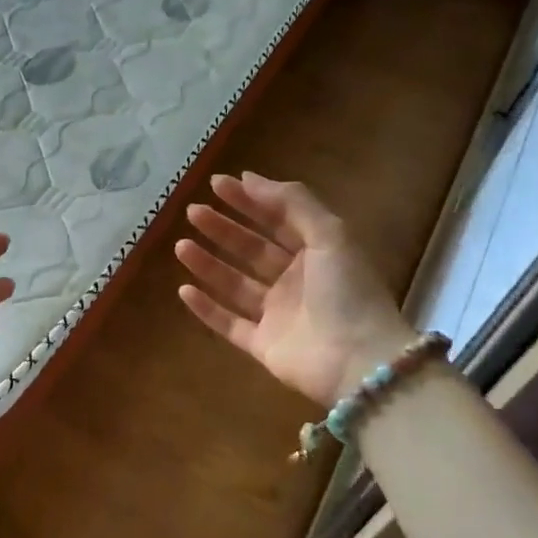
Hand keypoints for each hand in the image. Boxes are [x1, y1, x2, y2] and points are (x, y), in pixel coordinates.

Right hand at [174, 172, 412, 407]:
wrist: (357, 361)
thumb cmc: (347, 292)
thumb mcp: (330, 234)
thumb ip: (292, 202)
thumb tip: (249, 177)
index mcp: (317, 253)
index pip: (277, 220)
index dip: (248, 200)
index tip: (216, 184)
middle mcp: (295, 281)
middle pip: (251, 249)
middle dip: (222, 229)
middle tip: (193, 212)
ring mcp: (277, 315)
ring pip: (235, 284)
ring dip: (208, 264)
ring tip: (180, 246)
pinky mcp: (262, 345)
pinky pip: (228, 323)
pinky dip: (206, 308)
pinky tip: (184, 289)